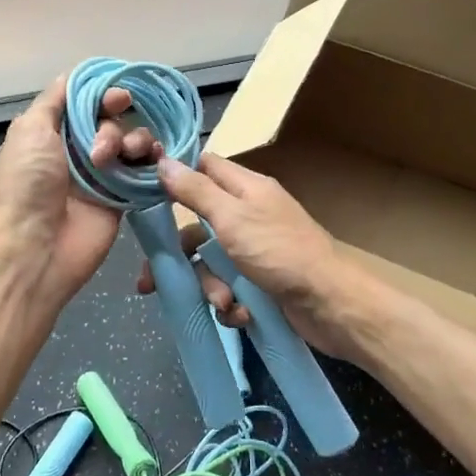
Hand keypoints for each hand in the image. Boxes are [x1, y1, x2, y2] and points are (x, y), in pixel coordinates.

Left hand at [0, 76, 148, 300]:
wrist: (35, 249)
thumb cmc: (26, 185)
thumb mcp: (29, 130)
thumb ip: (54, 100)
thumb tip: (73, 76)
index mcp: (49, 134)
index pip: (84, 103)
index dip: (102, 95)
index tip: (116, 97)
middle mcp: (76, 152)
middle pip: (110, 120)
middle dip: (112, 123)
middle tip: (105, 143)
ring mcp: (101, 176)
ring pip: (131, 141)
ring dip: (131, 141)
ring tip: (116, 159)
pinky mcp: (122, 198)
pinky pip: (144, 170)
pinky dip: (152, 160)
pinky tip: (152, 160)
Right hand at [139, 153, 368, 358]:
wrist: (331, 305)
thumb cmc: (279, 252)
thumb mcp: (232, 217)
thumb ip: (196, 191)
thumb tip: (163, 160)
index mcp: (245, 189)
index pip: (203, 168)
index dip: (174, 178)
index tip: (144, 197)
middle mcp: (249, 214)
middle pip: (199, 226)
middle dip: (182, 256)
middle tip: (151, 281)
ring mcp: (257, 250)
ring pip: (212, 263)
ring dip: (211, 287)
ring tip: (223, 303)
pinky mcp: (263, 282)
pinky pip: (231, 288)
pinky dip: (232, 304)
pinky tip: (241, 314)